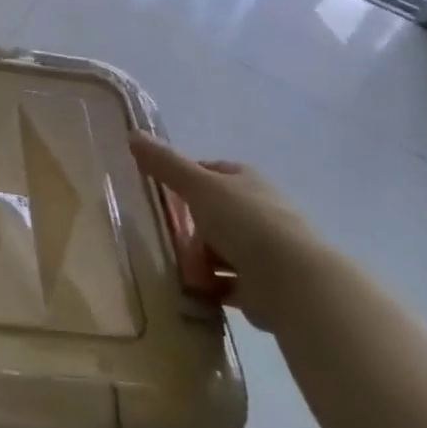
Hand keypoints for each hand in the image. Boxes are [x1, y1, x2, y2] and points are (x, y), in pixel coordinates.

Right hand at [131, 134, 333, 333]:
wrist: (294, 283)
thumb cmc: (245, 223)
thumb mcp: (198, 186)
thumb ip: (164, 163)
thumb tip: (132, 133)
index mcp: (246, 180)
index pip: (209, 172)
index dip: (185, 181)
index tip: (164, 197)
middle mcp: (259, 210)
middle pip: (210, 215)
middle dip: (190, 232)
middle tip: (176, 244)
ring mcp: (265, 249)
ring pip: (218, 251)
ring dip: (199, 264)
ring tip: (188, 275)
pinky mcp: (265, 286)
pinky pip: (227, 284)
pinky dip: (211, 289)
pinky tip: (197, 294)